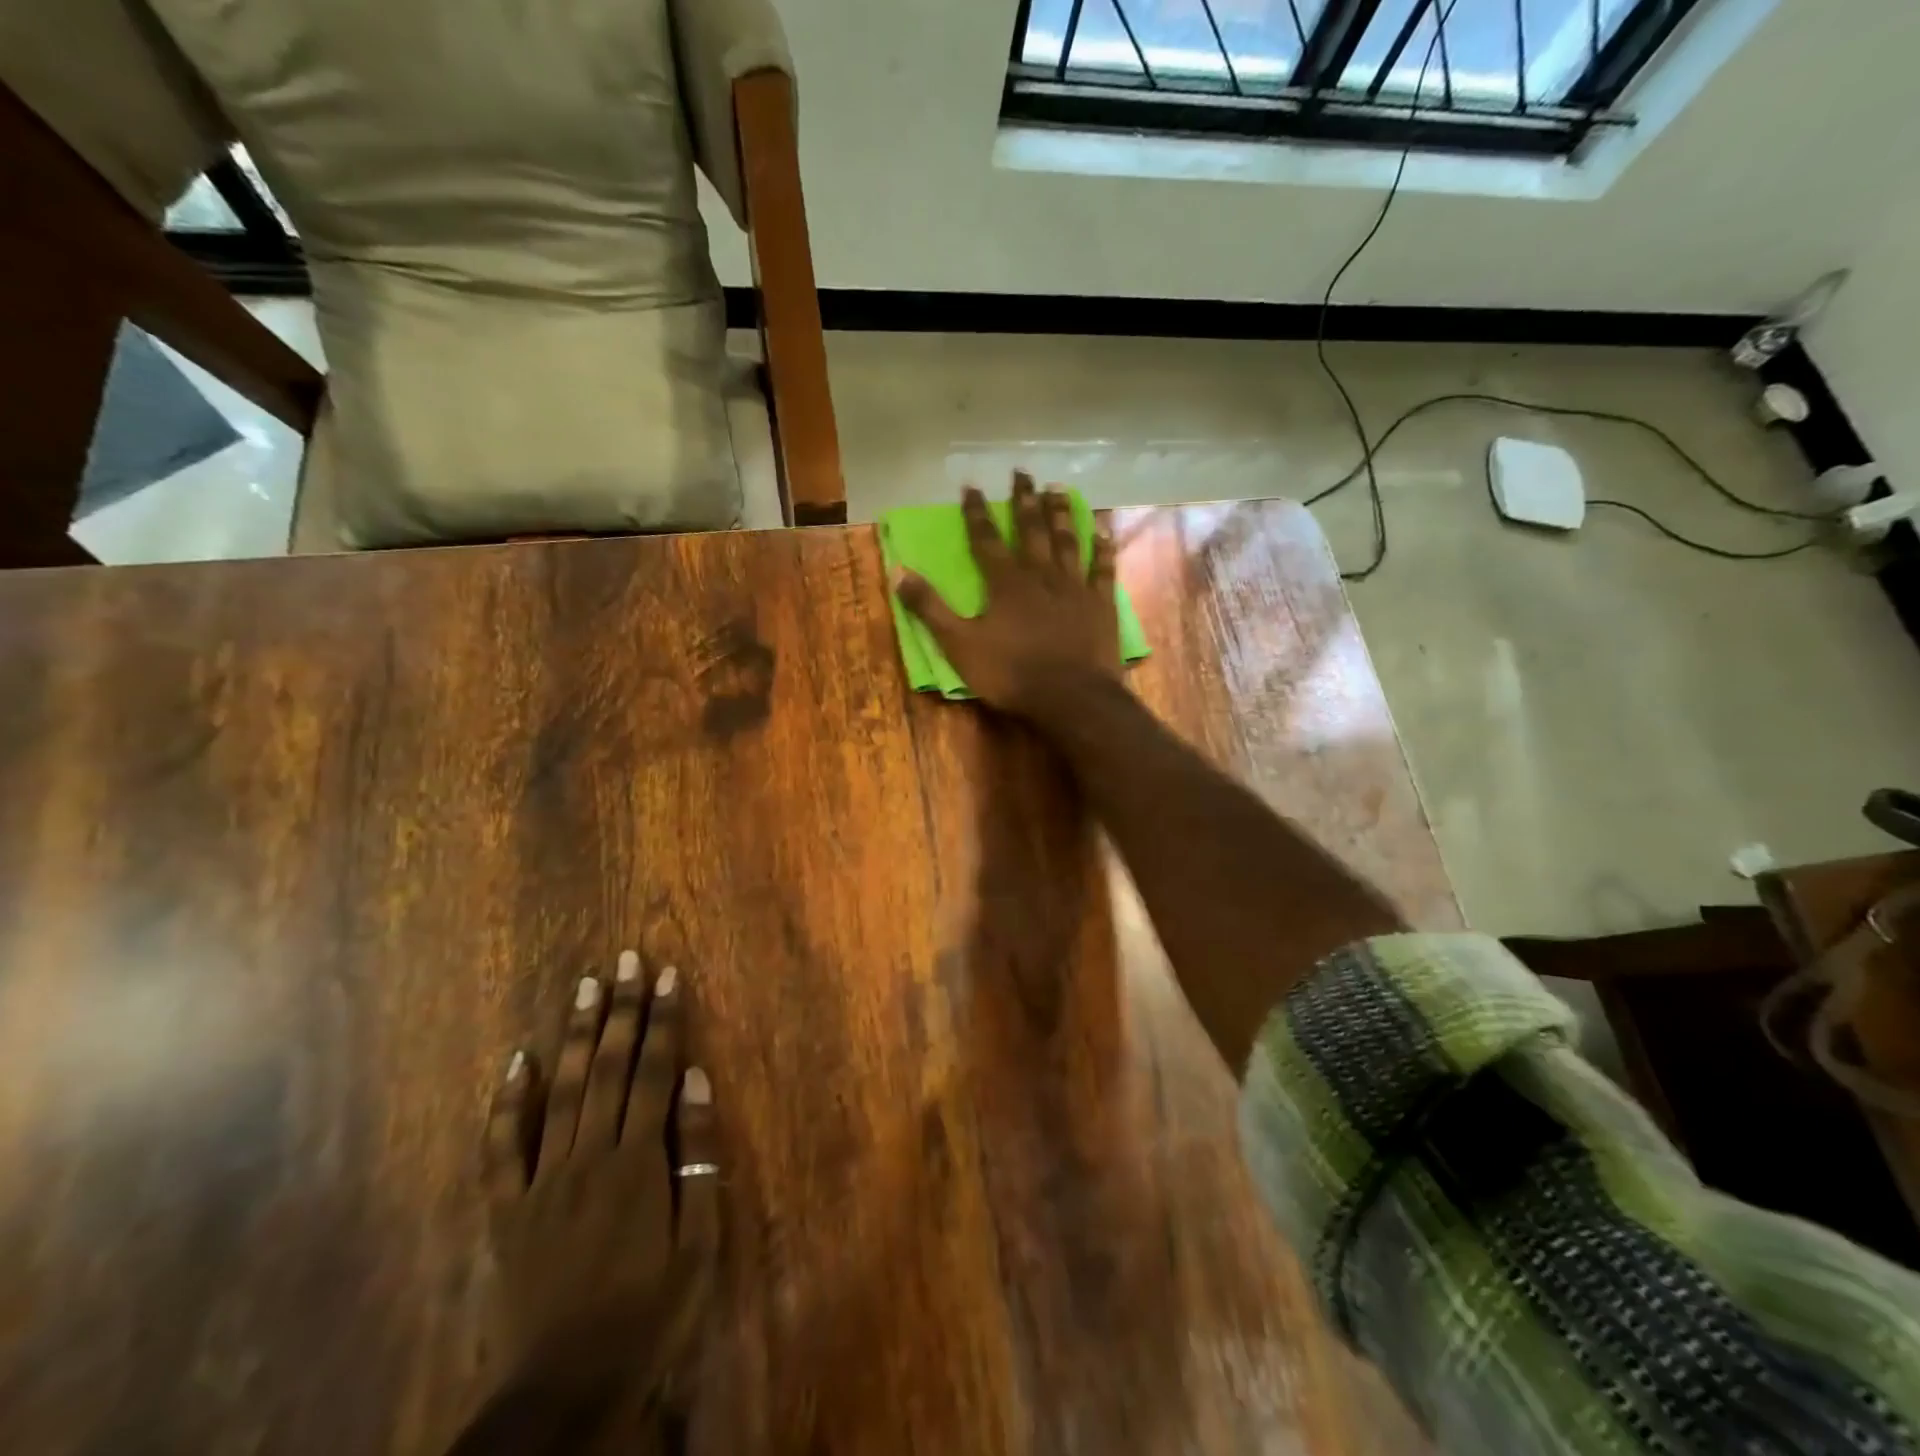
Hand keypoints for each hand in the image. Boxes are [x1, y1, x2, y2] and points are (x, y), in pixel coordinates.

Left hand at [481, 952, 718, 1412]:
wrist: (567, 1385)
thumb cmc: (649, 1310)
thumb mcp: (698, 1238)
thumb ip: (697, 1154)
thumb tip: (698, 1079)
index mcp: (639, 1160)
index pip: (656, 1070)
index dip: (665, 1019)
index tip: (669, 974)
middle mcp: (590, 1154)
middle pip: (611, 1067)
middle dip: (622, 1008)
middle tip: (626, 959)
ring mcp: (543, 1178)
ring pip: (564, 1090)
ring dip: (578, 1034)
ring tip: (586, 985)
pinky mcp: (508, 1208)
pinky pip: (502, 1147)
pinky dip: (508, 1101)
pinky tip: (518, 1060)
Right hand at [893, 473, 1119, 715]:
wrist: (1071, 697)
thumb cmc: (1011, 673)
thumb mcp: (959, 645)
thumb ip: (930, 608)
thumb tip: (898, 571)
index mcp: (1005, 583)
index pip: (986, 539)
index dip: (977, 512)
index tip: (971, 486)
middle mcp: (1040, 574)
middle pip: (1031, 529)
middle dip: (1023, 500)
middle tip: (1022, 472)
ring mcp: (1075, 587)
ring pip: (1067, 540)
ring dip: (1061, 513)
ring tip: (1056, 488)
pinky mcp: (1101, 604)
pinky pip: (1103, 567)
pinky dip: (1103, 546)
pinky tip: (1103, 528)